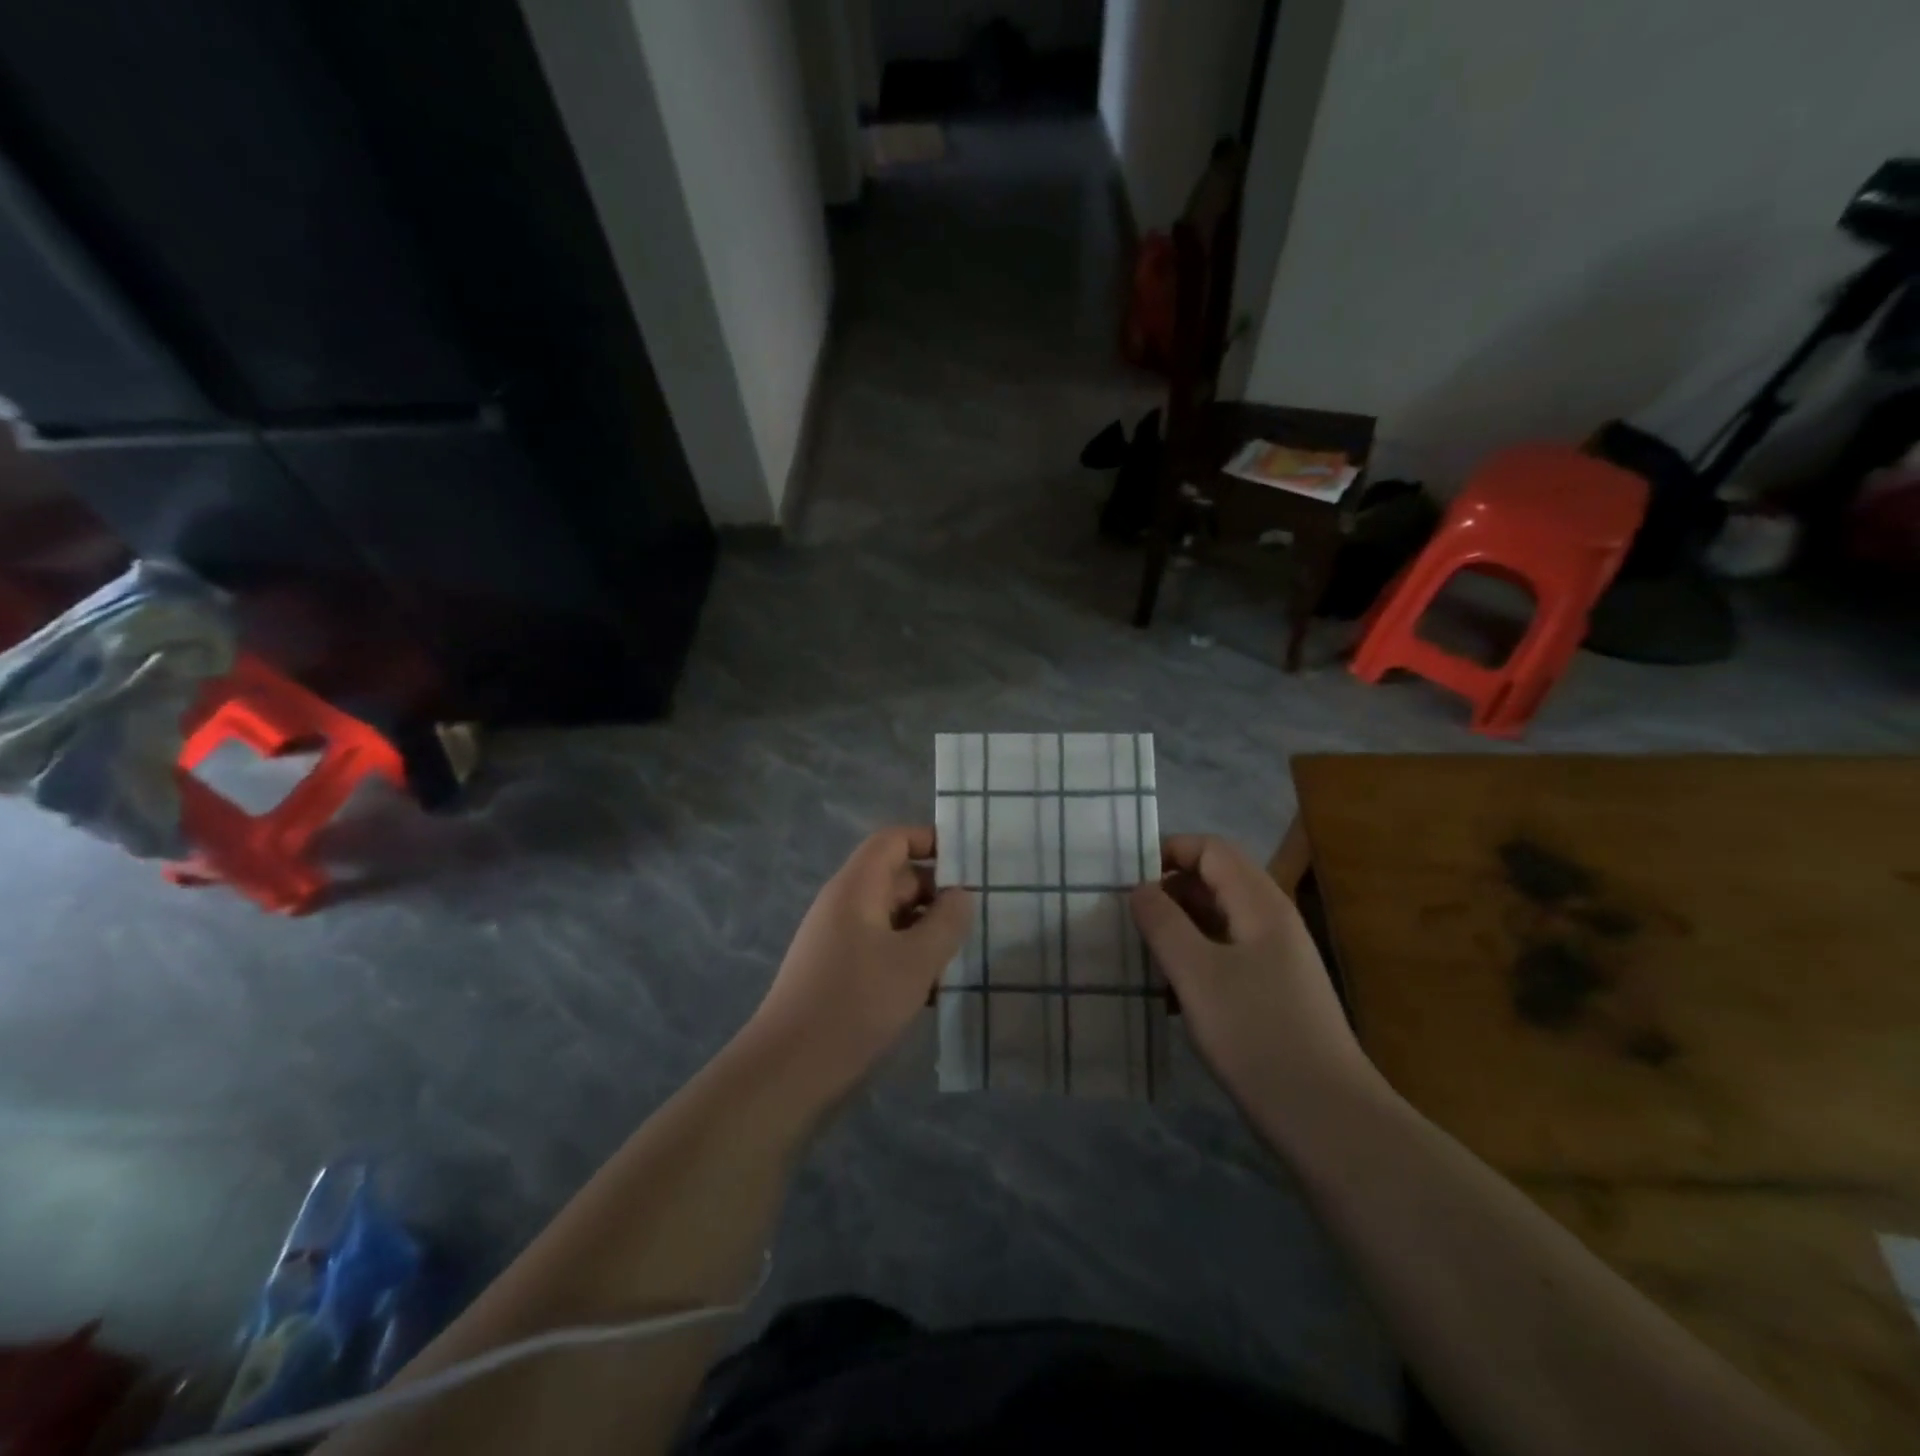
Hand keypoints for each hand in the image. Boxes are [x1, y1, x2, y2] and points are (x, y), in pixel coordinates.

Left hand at [744, 827, 971, 1100]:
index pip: (893, 840)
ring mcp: (840, 941)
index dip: (930, 841)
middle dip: (938, 896)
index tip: (969, 863)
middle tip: (980, 920)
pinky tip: (937, 993)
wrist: (789, 1071)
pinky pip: (883, 951)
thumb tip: (962, 895)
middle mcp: (845, 905)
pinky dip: (910, 962)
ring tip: (965, 959)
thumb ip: (946, 922)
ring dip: (928, 934)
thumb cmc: (856, 1004)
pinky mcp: (840, 975)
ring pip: (894, 920)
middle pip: (897, 880)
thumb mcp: (915, 961)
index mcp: (856, 888)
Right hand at [1130, 835, 1378, 1114]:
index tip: (1126, 878)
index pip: (1210, 849)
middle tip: (1123, 916)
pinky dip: (1191, 961)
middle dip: (1166, 891)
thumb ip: (1163, 923)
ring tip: (1136, 953)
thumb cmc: (1257, 1034)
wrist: (1326, 1118)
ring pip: (1215, 921)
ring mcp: (1273, 958)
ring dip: (1175, 929)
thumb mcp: (1197, 974)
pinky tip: (1165, 993)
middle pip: (1213, 881)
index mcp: (1260, 904)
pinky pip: (1223, 956)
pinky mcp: (1270, 992)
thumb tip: (1140, 888)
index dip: (1168, 851)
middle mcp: (1270, 921)